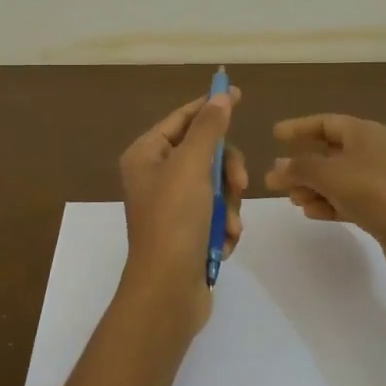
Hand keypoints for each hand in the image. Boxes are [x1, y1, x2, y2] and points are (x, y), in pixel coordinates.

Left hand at [117, 86, 246, 330]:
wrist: (168, 290)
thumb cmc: (175, 220)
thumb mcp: (193, 166)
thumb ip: (209, 128)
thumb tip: (220, 97)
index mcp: (146, 155)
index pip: (182, 118)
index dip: (209, 106)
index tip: (238, 94)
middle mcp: (155, 176)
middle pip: (205, 153)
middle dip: (226, 171)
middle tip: (239, 185)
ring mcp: (171, 205)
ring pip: (216, 185)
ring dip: (228, 204)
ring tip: (228, 225)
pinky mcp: (186, 231)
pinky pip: (216, 212)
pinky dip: (224, 224)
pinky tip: (223, 241)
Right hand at [265, 114, 385, 286]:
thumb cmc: (376, 192)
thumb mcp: (331, 175)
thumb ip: (300, 168)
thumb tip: (277, 167)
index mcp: (365, 133)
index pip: (326, 123)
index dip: (299, 127)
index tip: (275, 134)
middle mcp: (374, 152)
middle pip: (330, 152)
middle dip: (302, 165)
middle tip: (274, 179)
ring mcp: (380, 182)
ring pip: (338, 179)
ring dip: (313, 187)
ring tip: (293, 200)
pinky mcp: (383, 209)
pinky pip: (348, 200)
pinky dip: (329, 204)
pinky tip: (312, 213)